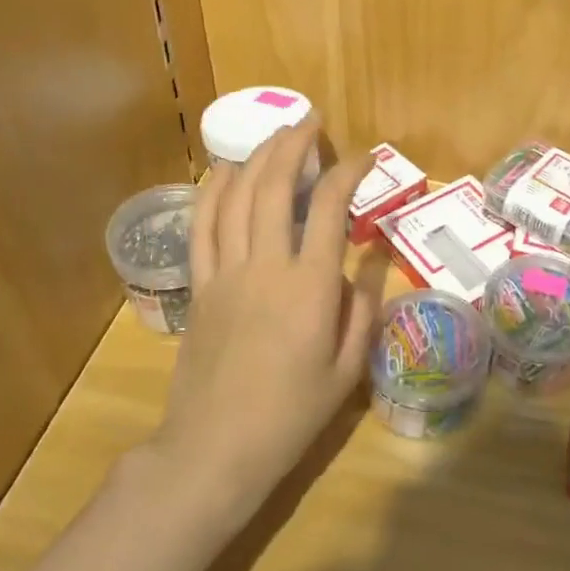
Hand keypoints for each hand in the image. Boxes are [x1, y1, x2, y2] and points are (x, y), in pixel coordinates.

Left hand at [149, 119, 385, 525]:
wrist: (216, 448)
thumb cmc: (290, 415)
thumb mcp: (347, 371)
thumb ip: (362, 311)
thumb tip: (369, 264)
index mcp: (310, 288)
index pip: (331, 209)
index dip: (349, 173)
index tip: (364, 157)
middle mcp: (266, 266)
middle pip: (275, 187)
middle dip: (294, 145)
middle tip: (310, 122)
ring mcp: (225, 272)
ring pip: (236, 197)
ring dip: (255, 157)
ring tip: (273, 135)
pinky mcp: (199, 286)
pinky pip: (202, 226)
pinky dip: (212, 191)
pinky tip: (222, 170)